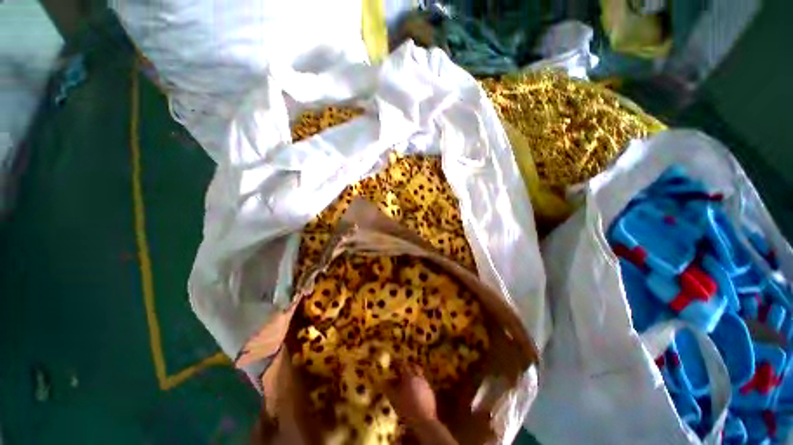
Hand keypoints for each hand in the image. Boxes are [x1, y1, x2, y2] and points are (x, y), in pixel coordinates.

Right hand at [382, 363, 437, 424]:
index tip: (394, 362)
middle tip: (402, 369)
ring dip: (414, 375)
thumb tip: (383, 381)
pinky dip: (419, 384)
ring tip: (408, 381)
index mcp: (409, 377)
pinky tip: (415, 392)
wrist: (424, 421)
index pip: (403, 365)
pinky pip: (424, 383)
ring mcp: (426, 384)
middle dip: (408, 366)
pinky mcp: (430, 392)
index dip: (398, 363)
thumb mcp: (394, 399)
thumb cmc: (406, 409)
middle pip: (414, 366)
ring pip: (419, 374)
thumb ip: (389, 388)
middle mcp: (418, 377)